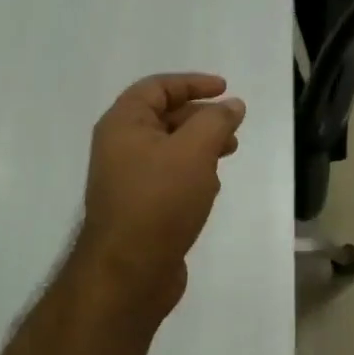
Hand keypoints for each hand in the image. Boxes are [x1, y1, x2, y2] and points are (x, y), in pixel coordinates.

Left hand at [77, 73, 245, 315]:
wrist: (130, 271)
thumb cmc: (160, 201)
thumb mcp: (194, 151)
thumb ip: (216, 122)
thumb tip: (232, 105)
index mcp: (123, 124)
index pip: (157, 88)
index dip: (192, 83)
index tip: (225, 89)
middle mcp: (120, 147)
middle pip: (164, 117)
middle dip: (201, 117)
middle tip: (233, 128)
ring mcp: (128, 180)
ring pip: (169, 150)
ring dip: (200, 146)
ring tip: (229, 154)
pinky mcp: (140, 208)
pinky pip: (168, 178)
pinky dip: (192, 173)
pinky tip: (210, 188)